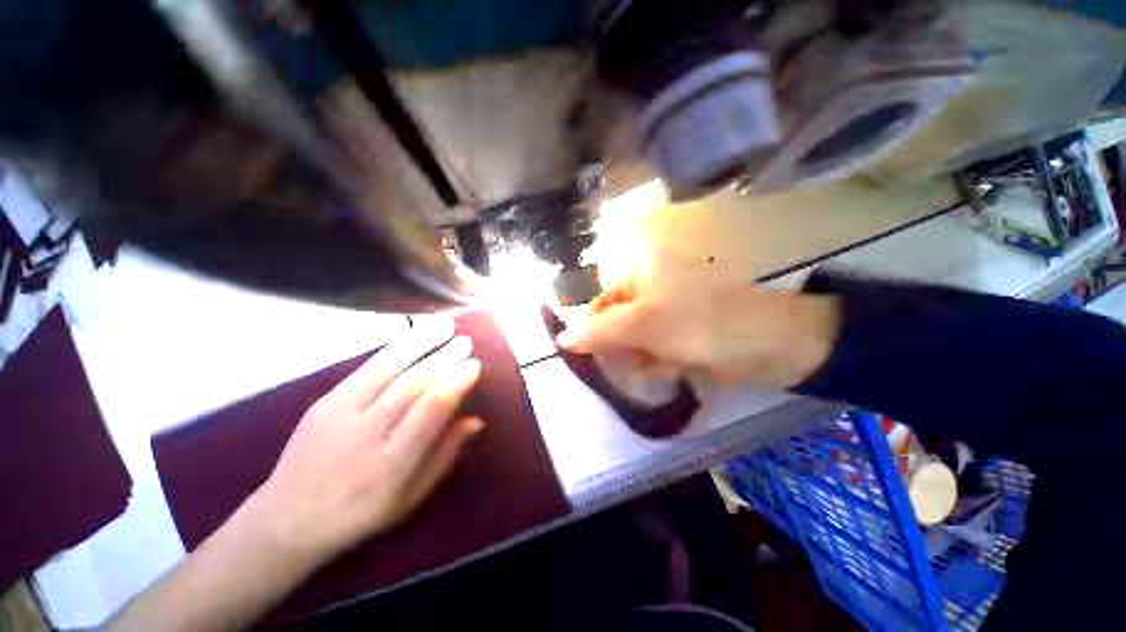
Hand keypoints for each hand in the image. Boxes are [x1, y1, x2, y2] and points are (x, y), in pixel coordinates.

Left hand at [246, 318, 482, 565]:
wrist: (287, 518)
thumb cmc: (361, 512)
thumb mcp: (411, 497)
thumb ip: (445, 455)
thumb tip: (476, 419)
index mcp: (393, 464)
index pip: (430, 411)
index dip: (455, 383)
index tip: (474, 366)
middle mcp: (366, 435)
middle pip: (411, 385)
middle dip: (443, 358)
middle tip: (466, 342)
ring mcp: (340, 415)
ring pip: (387, 369)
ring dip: (420, 342)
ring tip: (445, 325)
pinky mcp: (323, 402)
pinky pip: (365, 369)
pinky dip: (394, 349)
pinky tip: (412, 336)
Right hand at [556, 280, 840, 387]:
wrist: (776, 346)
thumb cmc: (703, 326)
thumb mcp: (643, 326)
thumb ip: (599, 331)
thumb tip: (560, 337)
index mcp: (641, 272)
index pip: (600, 301)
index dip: (597, 328)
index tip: (600, 352)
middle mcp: (651, 287)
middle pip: (617, 322)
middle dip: (625, 346)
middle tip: (640, 357)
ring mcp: (668, 309)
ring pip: (635, 339)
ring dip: (643, 356)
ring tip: (665, 361)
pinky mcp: (682, 330)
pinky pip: (655, 347)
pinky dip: (660, 360)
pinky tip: (678, 365)